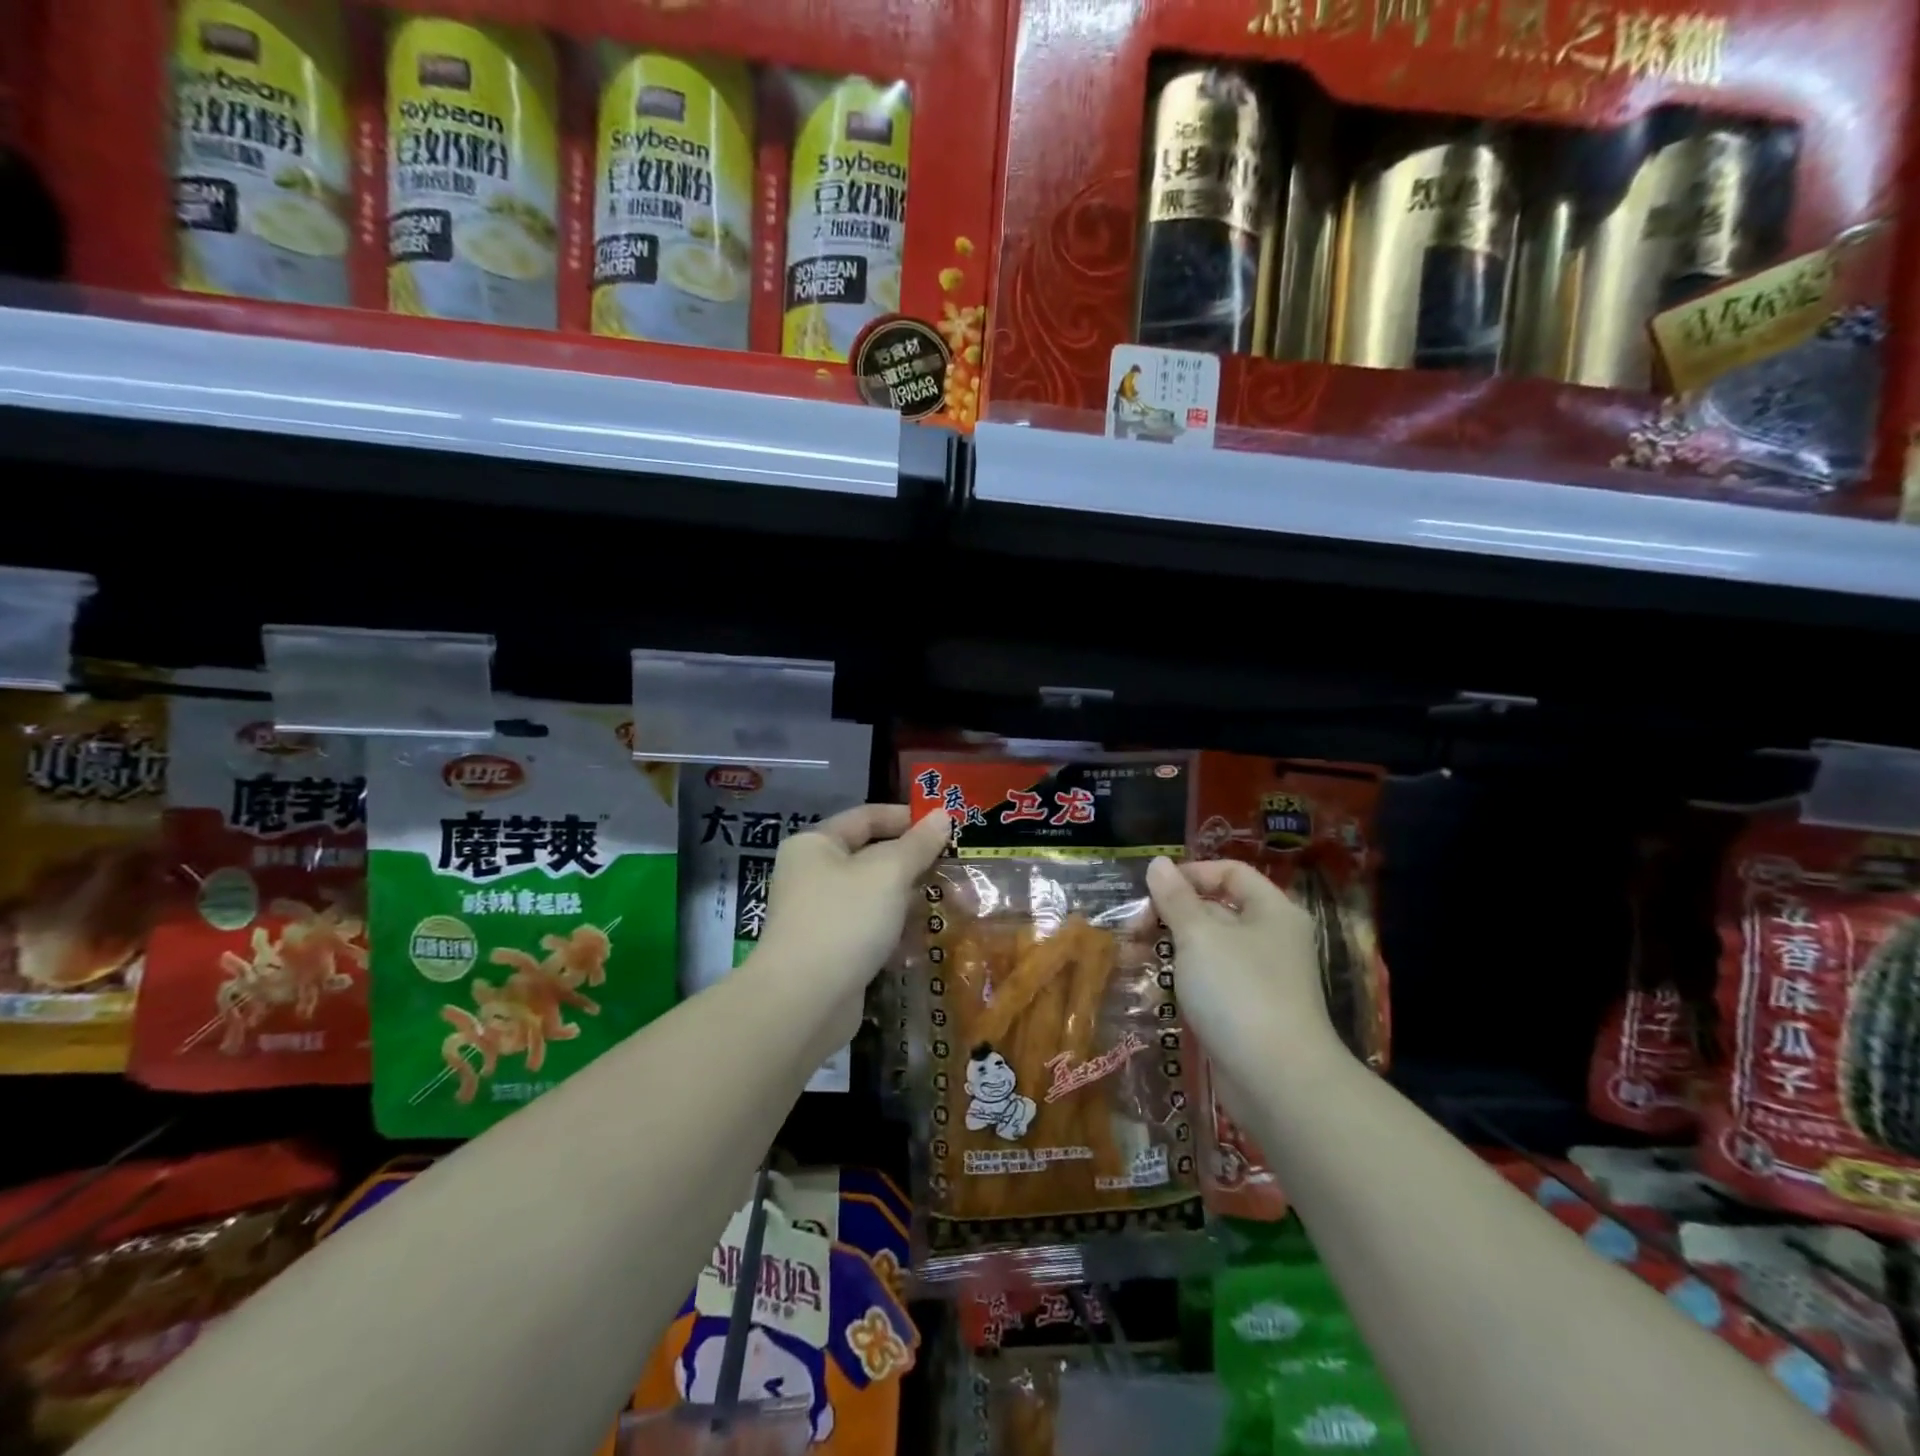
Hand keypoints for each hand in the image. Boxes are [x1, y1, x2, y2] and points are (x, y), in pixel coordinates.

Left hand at [757, 804, 951, 1015]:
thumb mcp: (889, 873)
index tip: (946, 828)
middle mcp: (811, 874)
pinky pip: (868, 931)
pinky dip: (893, 933)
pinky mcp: (829, 952)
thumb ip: (918, 844)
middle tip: (953, 869)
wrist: (803, 1002)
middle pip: (870, 857)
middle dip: (912, 864)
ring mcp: (818, 915)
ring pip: (873, 897)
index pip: (866, 817)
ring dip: (907, 901)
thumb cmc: (844, 920)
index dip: (906, 818)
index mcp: (815, 844)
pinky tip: (921, 942)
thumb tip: (943, 815)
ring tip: (948, 904)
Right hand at [1145, 856, 1340, 1079]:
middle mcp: (1272, 939)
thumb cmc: (1238, 991)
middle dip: (1171, 913)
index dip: (1191, 873)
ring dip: (1170, 947)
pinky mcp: (1248, 1012)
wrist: (1278, 1081)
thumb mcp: (1199, 936)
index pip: (1230, 872)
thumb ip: (1175, 898)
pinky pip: (1212, 981)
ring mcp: (1262, 978)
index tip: (1152, 890)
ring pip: (1209, 948)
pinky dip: (1184, 977)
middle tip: (1132, 928)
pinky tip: (1152, 986)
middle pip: (1217, 909)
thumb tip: (1158, 863)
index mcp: (1272, 911)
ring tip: (1130, 955)